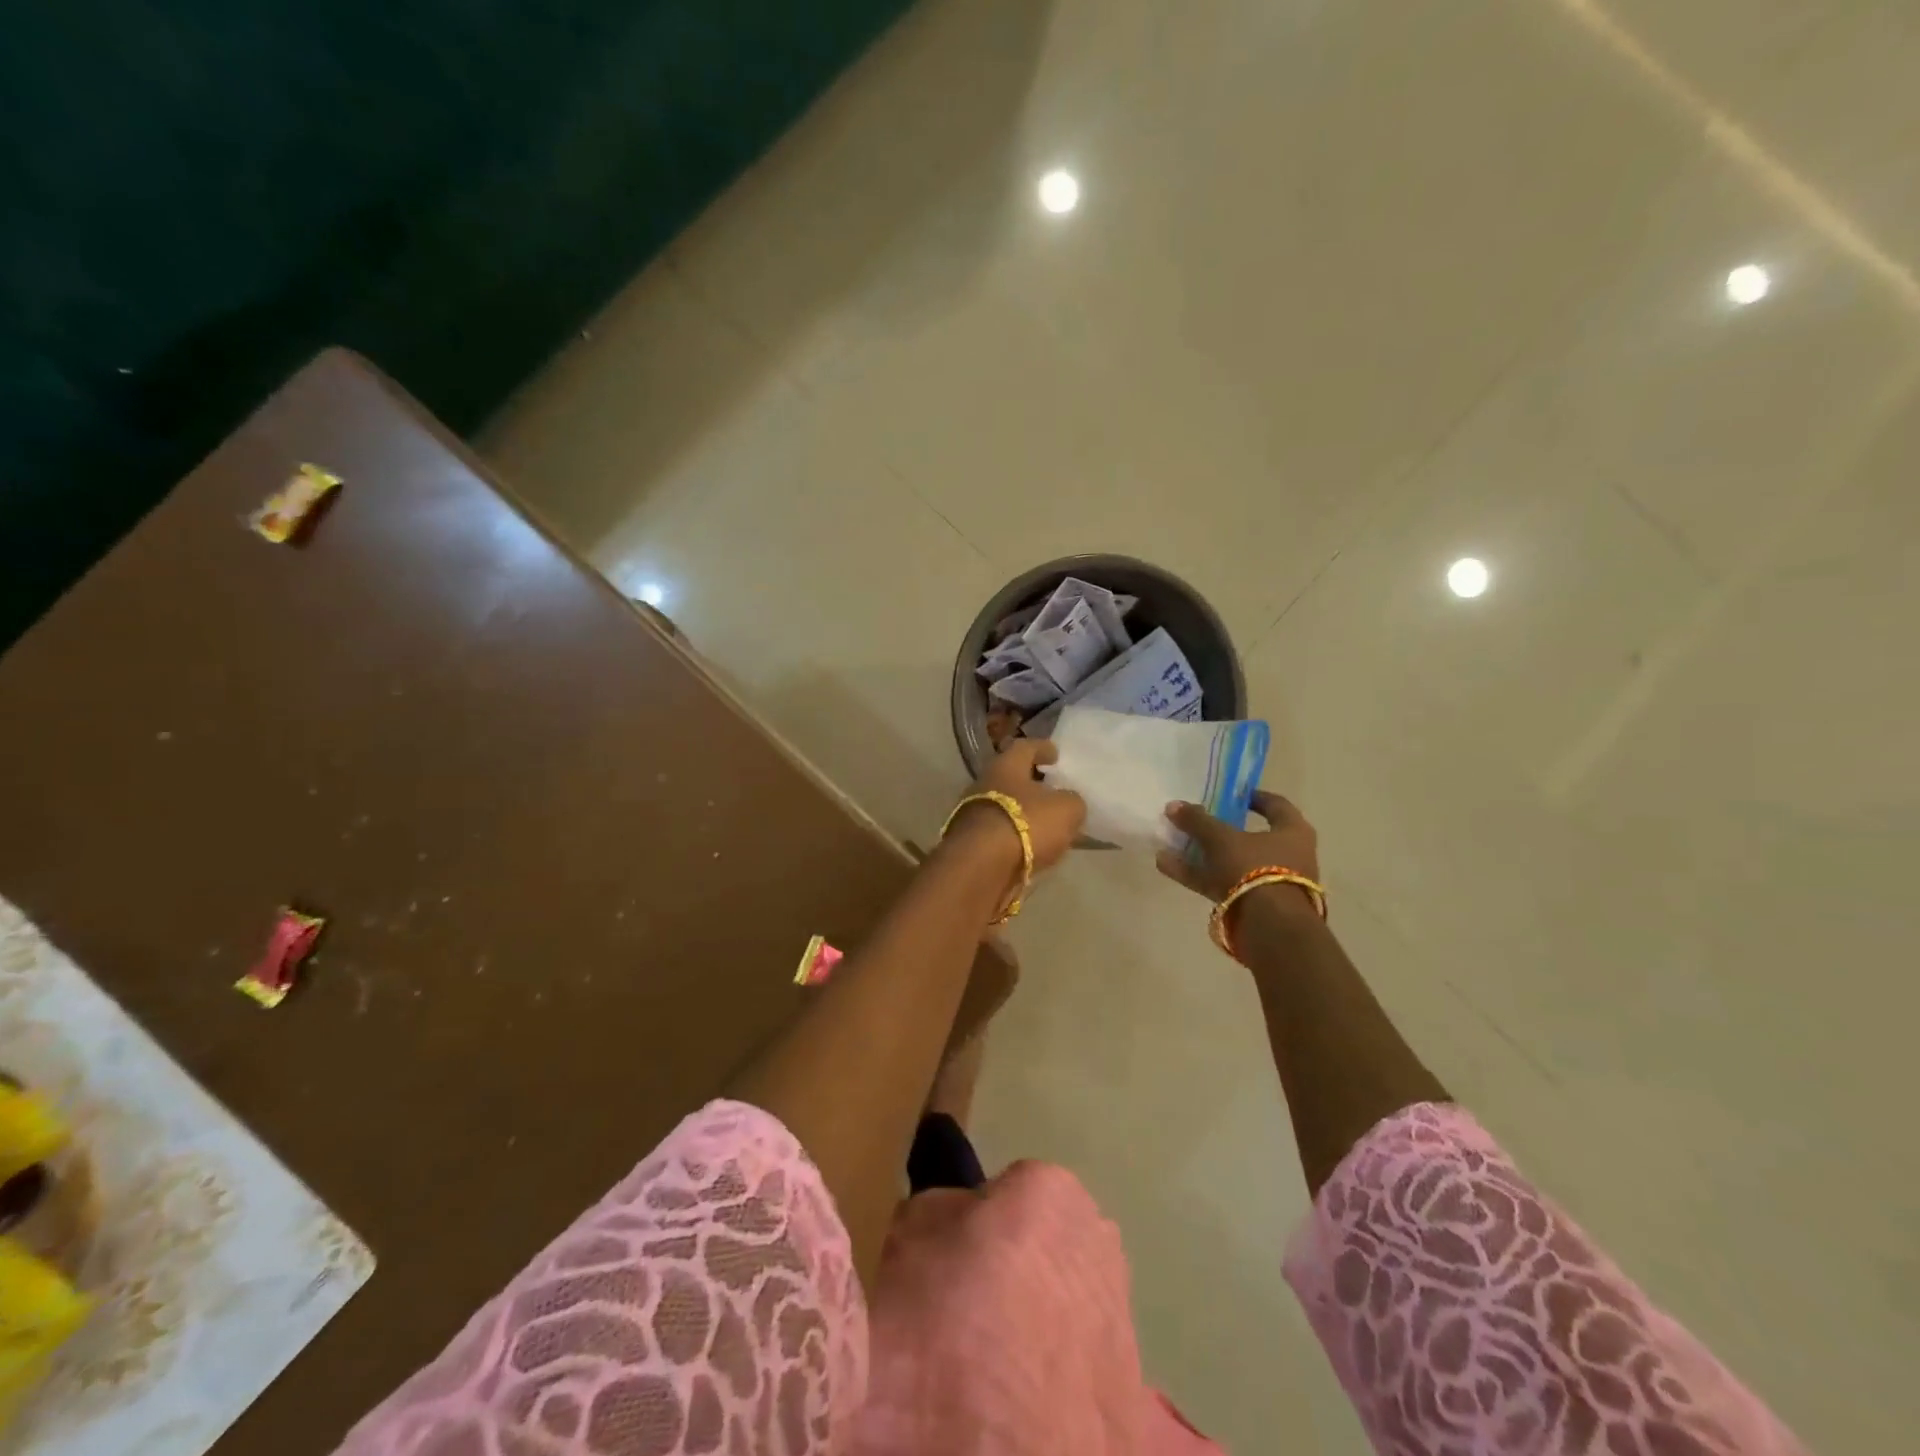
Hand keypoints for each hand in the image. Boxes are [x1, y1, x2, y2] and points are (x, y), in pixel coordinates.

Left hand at [950, 739, 1085, 874]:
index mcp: (1006, 765)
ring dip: (1023, 814)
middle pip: (1010, 778)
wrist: (981, 866)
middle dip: (1031, 784)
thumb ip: (1072, 802)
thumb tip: (1069, 803)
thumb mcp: (1066, 810)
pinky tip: (1032, 847)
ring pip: (1004, 807)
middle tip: (1053, 792)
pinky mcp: (971, 843)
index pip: (1025, 747)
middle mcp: (984, 784)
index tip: (1055, 754)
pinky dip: (1015, 837)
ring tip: (1046, 825)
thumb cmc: (1026, 823)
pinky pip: (999, 833)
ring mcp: (972, 814)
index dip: (1042, 748)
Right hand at [1156, 792, 1319, 908]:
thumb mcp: (1221, 838)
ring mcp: (1270, 883)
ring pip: (1232, 862)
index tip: (1230, 794)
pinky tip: (1166, 866)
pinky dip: (1197, 874)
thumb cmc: (1255, 869)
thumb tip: (1173, 805)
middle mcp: (1288, 856)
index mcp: (1293, 832)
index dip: (1253, 797)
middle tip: (1195, 820)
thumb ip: (1197, 821)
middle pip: (1249, 836)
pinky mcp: (1253, 905)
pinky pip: (1221, 883)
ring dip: (1201, 853)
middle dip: (1218, 829)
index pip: (1275, 805)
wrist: (1271, 928)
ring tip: (1170, 843)